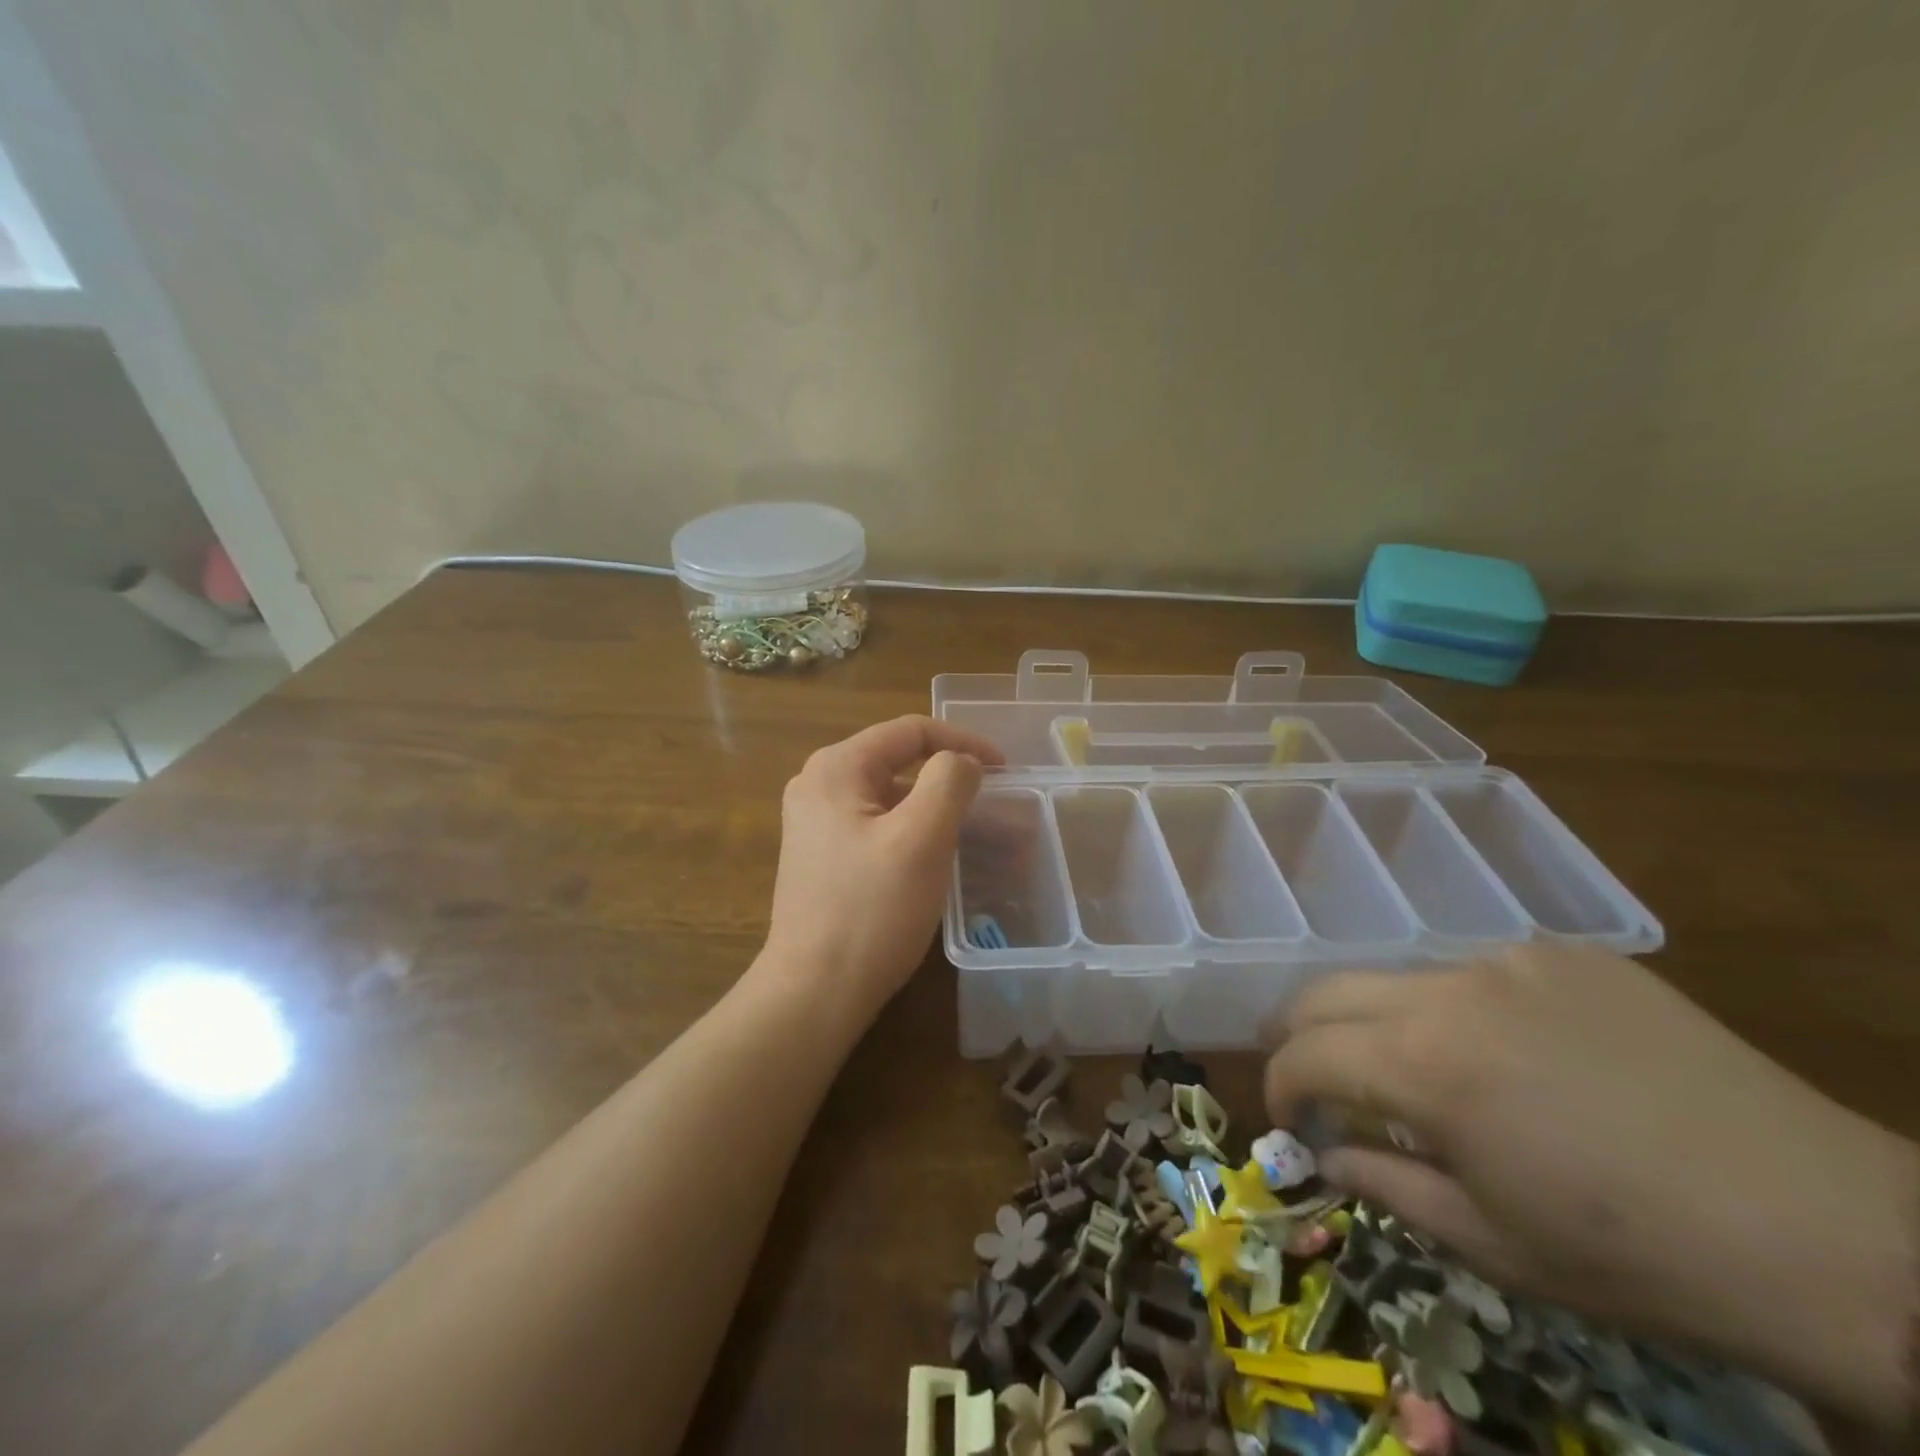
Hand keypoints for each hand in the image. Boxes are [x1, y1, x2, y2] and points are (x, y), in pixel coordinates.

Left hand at [762, 715, 1003, 1017]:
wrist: (815, 992)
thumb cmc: (871, 910)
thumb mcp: (921, 838)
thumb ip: (949, 782)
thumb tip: (962, 762)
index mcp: (836, 768)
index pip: (911, 731)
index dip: (963, 742)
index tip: (1005, 770)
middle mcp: (818, 785)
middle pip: (899, 761)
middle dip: (951, 778)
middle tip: (995, 803)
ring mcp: (815, 823)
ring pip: (891, 796)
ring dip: (936, 808)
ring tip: (978, 833)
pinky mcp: (822, 856)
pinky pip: (878, 825)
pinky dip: (914, 831)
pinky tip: (939, 858)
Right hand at [1264, 945, 1917, 1429]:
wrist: (1831, 1232)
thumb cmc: (1640, 1258)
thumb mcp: (1493, 1245)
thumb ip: (1383, 1186)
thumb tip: (1325, 1154)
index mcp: (1423, 1064)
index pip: (1305, 1054)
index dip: (1280, 1086)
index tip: (1288, 1119)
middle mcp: (1449, 989)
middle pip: (1328, 991)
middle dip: (1303, 1035)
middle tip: (1315, 1078)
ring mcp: (1510, 960)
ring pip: (1403, 980)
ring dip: (1387, 1024)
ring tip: (1427, 1076)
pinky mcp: (1567, 954)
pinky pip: (1481, 974)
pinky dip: (1465, 1011)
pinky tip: (1519, 1054)